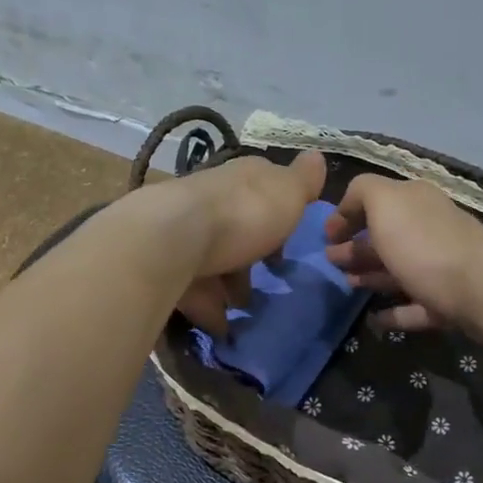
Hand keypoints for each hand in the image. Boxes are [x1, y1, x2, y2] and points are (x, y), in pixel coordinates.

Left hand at [156, 150, 327, 333]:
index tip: (290, 241)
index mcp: (244, 179)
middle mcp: (212, 198)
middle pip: (237, 225)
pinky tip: (221, 326)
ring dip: (228, 283)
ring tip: (243, 309)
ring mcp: (186, 230)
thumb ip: (303, 180)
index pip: (265, 189)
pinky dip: (207, 306)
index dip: (280, 213)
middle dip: (251, 253)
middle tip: (267, 281)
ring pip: (213, 257)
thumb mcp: (287, 193)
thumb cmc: (243, 214)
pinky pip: (192, 287)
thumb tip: (317, 156)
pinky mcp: (165, 261)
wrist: (173, 238)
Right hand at [322, 174, 482, 334]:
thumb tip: (349, 205)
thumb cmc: (425, 243)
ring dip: (372, 276)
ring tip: (347, 285)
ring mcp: (441, 267)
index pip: (375, 201)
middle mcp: (429, 229)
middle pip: (386, 237)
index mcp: (414, 202)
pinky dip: (394, 312)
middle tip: (330, 261)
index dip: (347, 214)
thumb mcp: (385, 202)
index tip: (326, 236)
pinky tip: (374, 319)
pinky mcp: (449, 303)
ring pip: (399, 270)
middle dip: (356, 246)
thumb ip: (362, 192)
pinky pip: (415, 307)